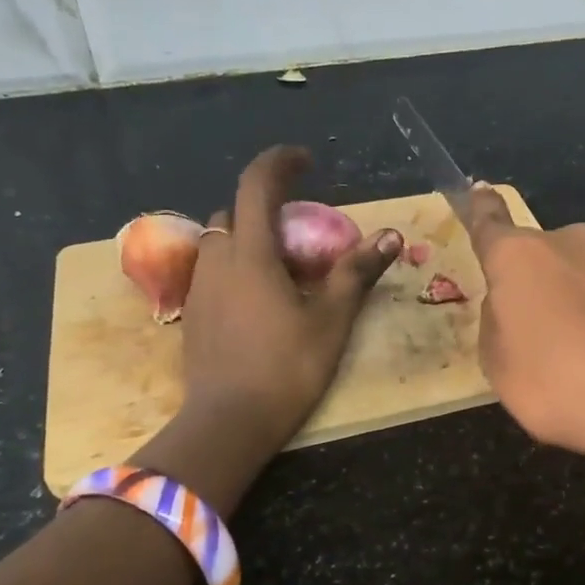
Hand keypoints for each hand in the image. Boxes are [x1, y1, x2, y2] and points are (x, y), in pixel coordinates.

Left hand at [140, 147, 400, 487]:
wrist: (228, 423)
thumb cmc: (286, 367)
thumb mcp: (331, 319)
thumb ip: (357, 272)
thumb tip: (392, 235)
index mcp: (250, 253)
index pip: (256, 185)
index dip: (281, 163)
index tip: (307, 161)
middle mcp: (217, 261)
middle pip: (234, 213)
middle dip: (266, 209)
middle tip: (303, 234)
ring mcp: (199, 289)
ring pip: (221, 243)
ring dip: (250, 239)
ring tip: (284, 269)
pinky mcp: (193, 315)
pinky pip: (214, 272)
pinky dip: (237, 268)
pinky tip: (262, 300)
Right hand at [468, 184, 584, 482]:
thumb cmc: (560, 384)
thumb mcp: (500, 369)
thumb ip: (497, 327)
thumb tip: (511, 306)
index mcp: (521, 256)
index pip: (490, 221)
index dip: (480, 209)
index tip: (478, 190)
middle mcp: (572, 244)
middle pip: (542, 256)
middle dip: (537, 284)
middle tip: (538, 335)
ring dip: (578, 302)